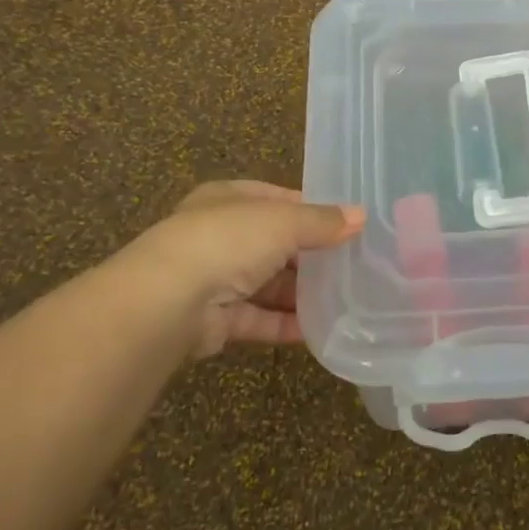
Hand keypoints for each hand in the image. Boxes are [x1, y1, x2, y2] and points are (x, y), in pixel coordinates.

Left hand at [128, 181, 364, 358]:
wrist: (167, 302)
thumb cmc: (226, 242)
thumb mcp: (282, 221)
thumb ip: (321, 221)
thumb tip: (360, 216)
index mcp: (227, 200)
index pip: (274, 199)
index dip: (309, 208)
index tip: (345, 223)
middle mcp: (218, 236)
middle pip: (272, 244)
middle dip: (308, 255)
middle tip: (351, 265)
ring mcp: (214, 279)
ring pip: (265, 284)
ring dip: (299, 294)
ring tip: (343, 300)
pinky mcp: (215, 321)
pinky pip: (258, 320)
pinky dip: (284, 325)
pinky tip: (318, 330)